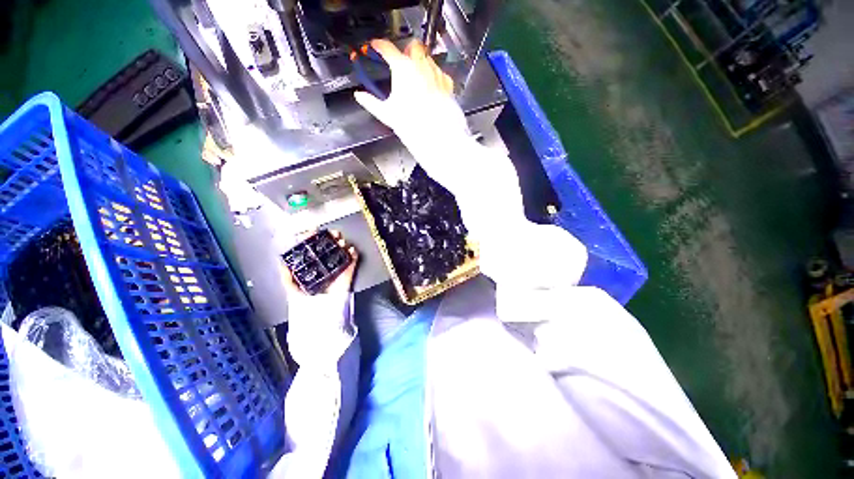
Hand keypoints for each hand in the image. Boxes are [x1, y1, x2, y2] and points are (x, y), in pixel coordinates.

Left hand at [281, 230, 358, 295]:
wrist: (320, 314)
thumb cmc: (304, 302)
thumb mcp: (290, 287)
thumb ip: (286, 274)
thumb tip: (282, 261)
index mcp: (311, 266)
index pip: (311, 248)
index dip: (312, 239)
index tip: (313, 231)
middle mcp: (323, 265)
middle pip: (328, 247)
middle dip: (330, 238)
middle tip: (333, 233)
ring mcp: (336, 268)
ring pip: (340, 252)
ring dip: (342, 244)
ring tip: (341, 241)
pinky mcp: (347, 273)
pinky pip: (352, 262)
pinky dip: (353, 255)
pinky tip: (351, 250)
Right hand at [354, 39, 471, 189]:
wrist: (438, 135)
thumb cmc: (411, 124)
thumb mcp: (387, 114)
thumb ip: (371, 102)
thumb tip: (360, 96)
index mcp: (403, 68)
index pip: (387, 49)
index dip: (379, 46)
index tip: (376, 47)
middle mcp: (421, 65)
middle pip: (413, 46)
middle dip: (406, 50)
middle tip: (401, 62)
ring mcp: (436, 73)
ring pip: (428, 58)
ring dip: (420, 62)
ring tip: (416, 78)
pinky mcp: (447, 84)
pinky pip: (439, 72)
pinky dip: (434, 75)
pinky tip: (431, 86)